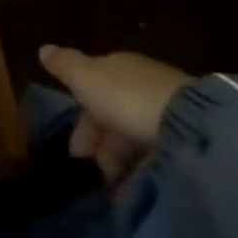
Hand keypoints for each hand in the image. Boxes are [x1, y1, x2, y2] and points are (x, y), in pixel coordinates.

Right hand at [38, 45, 194, 185]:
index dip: (80, 119)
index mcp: (117, 66)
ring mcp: (171, 110)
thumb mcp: (85, 77)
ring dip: (121, 160)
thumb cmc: (125, 97)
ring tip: (115, 188)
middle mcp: (143, 83)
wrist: (191, 125)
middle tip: (93, 172)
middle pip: (114, 113)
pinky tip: (137, 187)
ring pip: (136, 135)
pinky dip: (144, 169)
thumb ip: (64, 65)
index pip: (91, 88)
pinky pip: (158, 154)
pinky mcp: (193, 138)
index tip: (75, 151)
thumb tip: (44, 49)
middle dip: (101, 143)